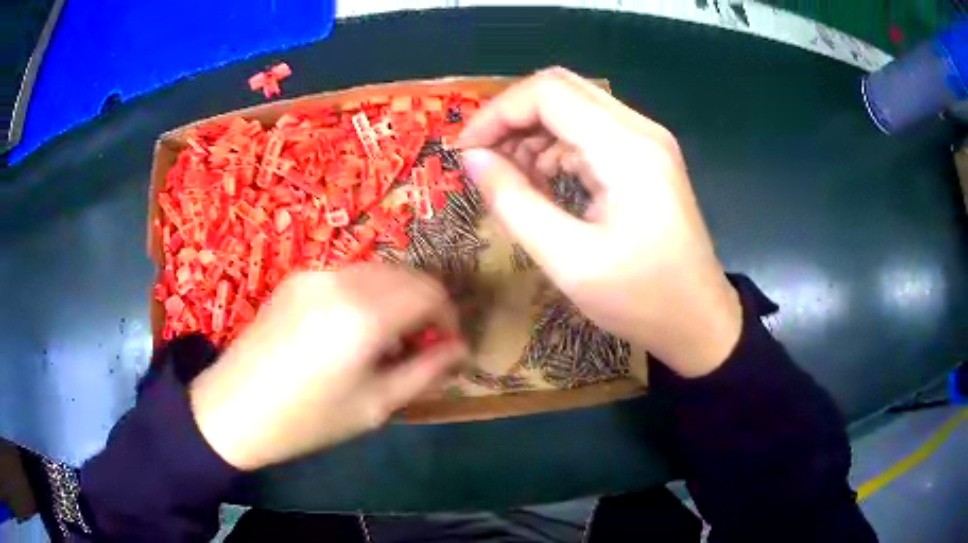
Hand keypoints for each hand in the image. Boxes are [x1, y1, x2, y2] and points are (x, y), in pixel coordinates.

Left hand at [188, 265, 467, 469]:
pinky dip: (367, 295)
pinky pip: (349, 276)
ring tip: (386, 341)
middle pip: (408, 275)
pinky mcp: (297, 278)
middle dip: (425, 307)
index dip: (449, 319)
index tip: (446, 349)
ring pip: (379, 271)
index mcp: (364, 313)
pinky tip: (352, 330)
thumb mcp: (376, 405)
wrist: (235, 408)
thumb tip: (460, 350)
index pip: (431, 293)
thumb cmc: (309, 419)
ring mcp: (316, 273)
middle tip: (419, 348)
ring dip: (397, 298)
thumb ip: (426, 371)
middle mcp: (342, 279)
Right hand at [457, 67, 740, 377]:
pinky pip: (591, 131)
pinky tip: (543, 180)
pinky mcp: (647, 157)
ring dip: (533, 131)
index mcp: (626, 149)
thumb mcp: (568, 260)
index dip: (497, 113)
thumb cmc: (640, 299)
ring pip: (574, 107)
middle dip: (512, 117)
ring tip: (509, 176)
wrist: (699, 320)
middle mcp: (640, 130)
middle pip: (561, 89)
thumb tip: (473, 159)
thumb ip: (514, 203)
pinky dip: (556, 146)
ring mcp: (647, 141)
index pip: (548, 93)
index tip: (465, 151)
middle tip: (483, 159)